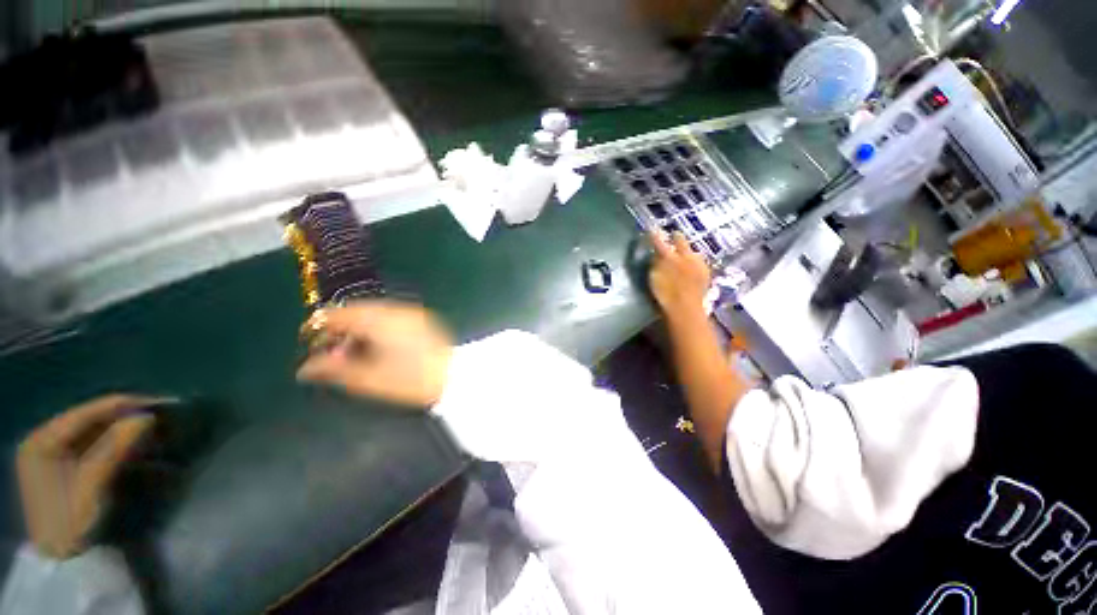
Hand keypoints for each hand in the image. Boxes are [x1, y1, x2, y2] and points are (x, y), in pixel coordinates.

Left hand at [17, 394, 158, 558]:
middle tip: (166, 419)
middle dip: (128, 419)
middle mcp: (44, 440)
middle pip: (92, 420)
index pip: (91, 411)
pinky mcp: (63, 465)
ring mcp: (51, 453)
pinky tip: (136, 447)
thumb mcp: (92, 489)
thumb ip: (113, 450)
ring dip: (125, 431)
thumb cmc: (73, 526)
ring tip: (156, 432)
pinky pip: (94, 445)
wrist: (62, 564)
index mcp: (43, 440)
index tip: (167, 404)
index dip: (129, 405)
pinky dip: (117, 444)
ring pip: (95, 431)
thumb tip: (146, 417)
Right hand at [296, 301, 453, 407]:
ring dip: (358, 328)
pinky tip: (378, 346)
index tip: (307, 342)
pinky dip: (377, 328)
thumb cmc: (412, 380)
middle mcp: (395, 309)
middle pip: (356, 311)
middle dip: (339, 328)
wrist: (457, 377)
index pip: (337, 313)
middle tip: (330, 351)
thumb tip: (304, 368)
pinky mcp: (423, 320)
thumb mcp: (368, 379)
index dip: (317, 326)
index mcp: (378, 319)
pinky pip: (391, 317)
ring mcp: (412, 313)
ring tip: (353, 352)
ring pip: (374, 313)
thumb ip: (333, 370)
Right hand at [649, 231, 710, 321]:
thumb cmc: (665, 296)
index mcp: (669, 257)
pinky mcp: (706, 273)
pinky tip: (693, 266)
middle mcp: (685, 256)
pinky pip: (700, 262)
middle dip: (676, 237)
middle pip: (681, 241)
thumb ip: (655, 264)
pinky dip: (695, 261)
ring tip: (684, 252)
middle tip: (672, 235)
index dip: (655, 234)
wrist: (685, 309)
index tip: (652, 228)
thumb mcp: (654, 278)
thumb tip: (656, 254)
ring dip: (687, 250)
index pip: (659, 241)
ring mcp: (698, 264)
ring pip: (692, 251)